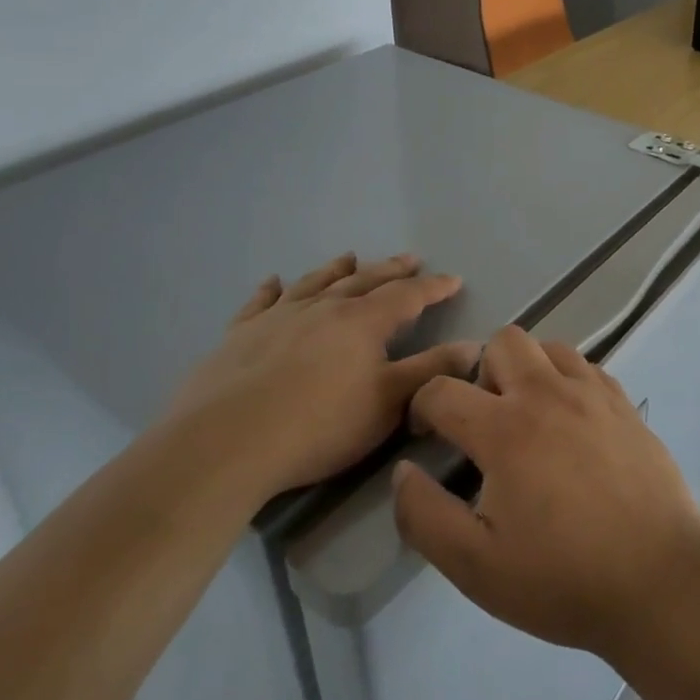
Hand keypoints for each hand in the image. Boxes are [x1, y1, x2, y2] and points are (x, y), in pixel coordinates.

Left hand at [165, 253, 475, 503]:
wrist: (225, 443)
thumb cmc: (319, 425)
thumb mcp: (388, 403)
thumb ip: (431, 372)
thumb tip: (474, 345)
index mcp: (362, 322)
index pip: (408, 296)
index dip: (433, 287)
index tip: (454, 279)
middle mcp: (323, 308)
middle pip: (364, 280)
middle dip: (391, 270)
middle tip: (410, 258)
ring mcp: (278, 318)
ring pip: (315, 283)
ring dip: (337, 269)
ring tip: (350, 256)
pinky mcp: (239, 335)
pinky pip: (260, 302)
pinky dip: (271, 289)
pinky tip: (273, 281)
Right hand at [391, 326, 699, 659]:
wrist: (659, 578)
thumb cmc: (563, 578)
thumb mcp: (475, 566)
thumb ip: (425, 516)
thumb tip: (404, 471)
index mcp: (505, 429)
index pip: (443, 389)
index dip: (421, 407)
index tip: (426, 435)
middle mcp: (548, 394)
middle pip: (502, 341)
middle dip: (479, 371)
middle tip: (484, 421)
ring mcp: (592, 394)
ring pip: (548, 346)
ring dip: (527, 369)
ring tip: (528, 417)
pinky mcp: (624, 404)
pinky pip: (586, 367)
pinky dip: (566, 380)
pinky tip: (570, 423)